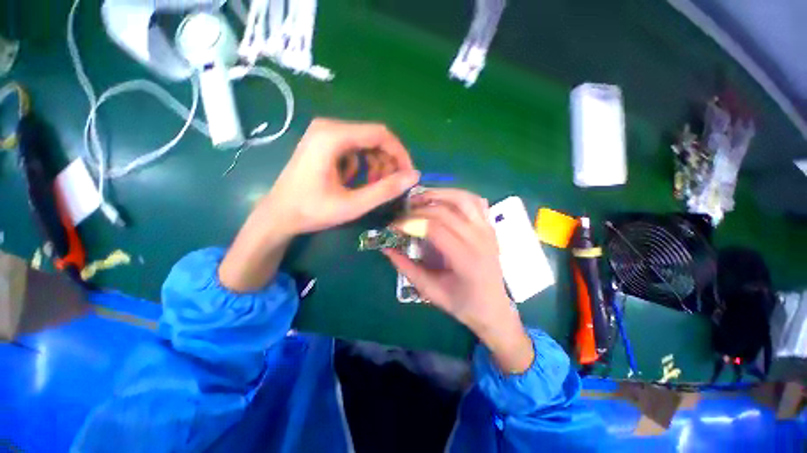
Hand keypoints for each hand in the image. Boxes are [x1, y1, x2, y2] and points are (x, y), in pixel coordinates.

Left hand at [257, 118, 419, 235]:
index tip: (408, 175)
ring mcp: (324, 133)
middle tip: (391, 186)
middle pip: (373, 138)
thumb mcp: (353, 204)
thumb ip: (385, 190)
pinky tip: (354, 182)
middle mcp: (328, 127)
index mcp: (332, 137)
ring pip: (365, 144)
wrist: (278, 215)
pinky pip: (354, 149)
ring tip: (373, 187)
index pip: (380, 134)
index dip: (399, 154)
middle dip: (387, 162)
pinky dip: (362, 166)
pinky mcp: (323, 142)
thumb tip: (414, 176)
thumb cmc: (312, 211)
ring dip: (375, 165)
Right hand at [383, 189, 534, 372]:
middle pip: (445, 211)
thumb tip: (387, 249)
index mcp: (466, 259)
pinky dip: (458, 195)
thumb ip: (407, 268)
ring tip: (420, 198)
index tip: (394, 224)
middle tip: (402, 213)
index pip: (434, 228)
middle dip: (419, 208)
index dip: (411, 222)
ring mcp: (488, 230)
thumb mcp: (430, 291)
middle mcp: (480, 239)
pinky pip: (476, 201)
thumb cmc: (462, 304)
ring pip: (463, 199)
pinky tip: (443, 199)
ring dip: (439, 193)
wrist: (493, 308)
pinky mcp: (490, 227)